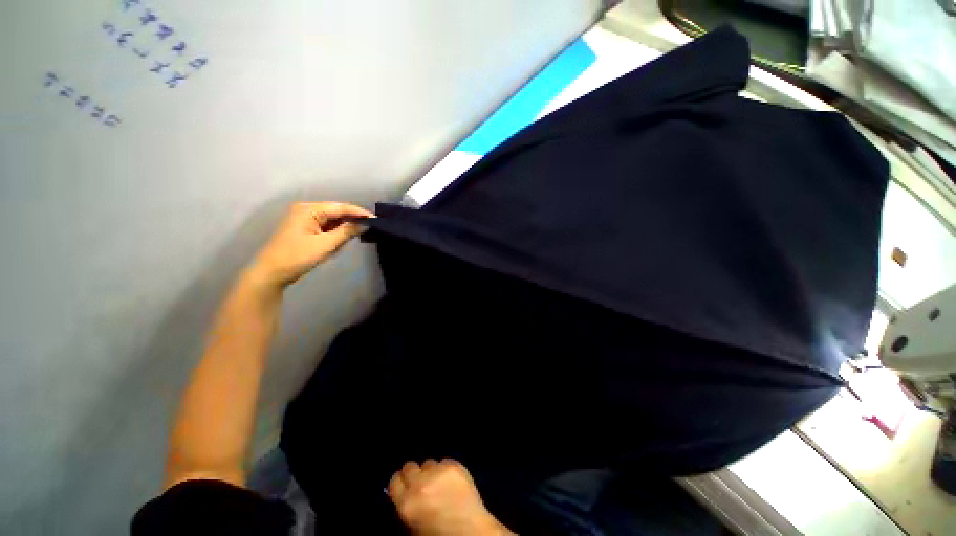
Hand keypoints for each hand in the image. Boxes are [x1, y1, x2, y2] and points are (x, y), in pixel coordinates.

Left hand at [247, 202, 372, 289]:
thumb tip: (366, 224)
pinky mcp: (304, 228)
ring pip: (332, 220)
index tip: (376, 219)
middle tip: (371, 228)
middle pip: (336, 212)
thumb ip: (347, 232)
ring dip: (344, 228)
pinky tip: (342, 240)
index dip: (359, 213)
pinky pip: (325, 226)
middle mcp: (306, 209)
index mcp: (309, 209)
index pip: (341, 207)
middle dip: (352, 220)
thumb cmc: (297, 257)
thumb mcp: (326, 245)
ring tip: (359, 234)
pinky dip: (335, 232)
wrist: (271, 273)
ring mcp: (304, 219)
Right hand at [389, 459, 514, 535]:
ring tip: (438, 482)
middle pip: (409, 466)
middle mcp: (420, 484)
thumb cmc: (439, 534)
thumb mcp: (414, 527)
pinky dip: (446, 469)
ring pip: (428, 463)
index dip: (400, 483)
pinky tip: (451, 480)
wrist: (470, 531)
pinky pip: (444, 461)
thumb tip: (404, 493)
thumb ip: (406, 507)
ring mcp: (438, 472)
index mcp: (406, 503)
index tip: (405, 485)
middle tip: (421, 482)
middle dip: (414, 474)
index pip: (394, 481)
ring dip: (431, 471)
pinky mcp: (454, 465)